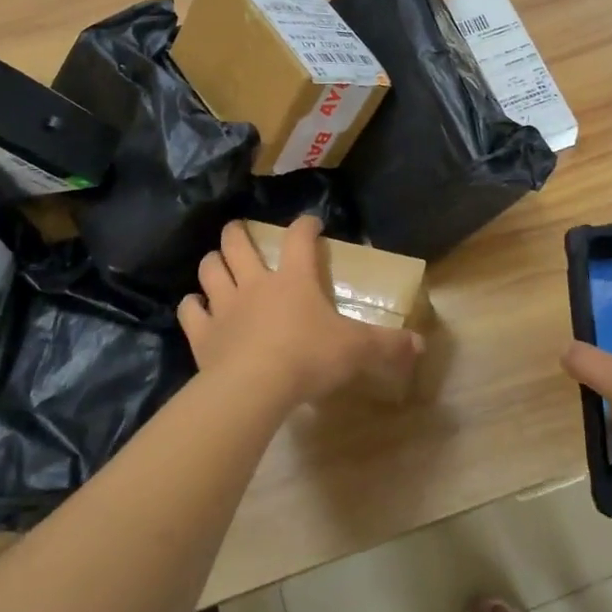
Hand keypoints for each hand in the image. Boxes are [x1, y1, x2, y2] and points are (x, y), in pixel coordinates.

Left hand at [179, 217, 422, 409]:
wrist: (254, 388)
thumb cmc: (308, 358)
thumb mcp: (356, 350)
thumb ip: (387, 345)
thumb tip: (420, 344)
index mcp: (293, 279)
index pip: (299, 238)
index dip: (305, 226)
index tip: (311, 223)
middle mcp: (255, 283)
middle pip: (238, 243)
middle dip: (239, 232)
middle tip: (241, 231)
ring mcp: (224, 306)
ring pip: (210, 269)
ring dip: (213, 262)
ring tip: (218, 263)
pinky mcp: (203, 333)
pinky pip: (190, 310)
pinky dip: (192, 306)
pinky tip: (197, 307)